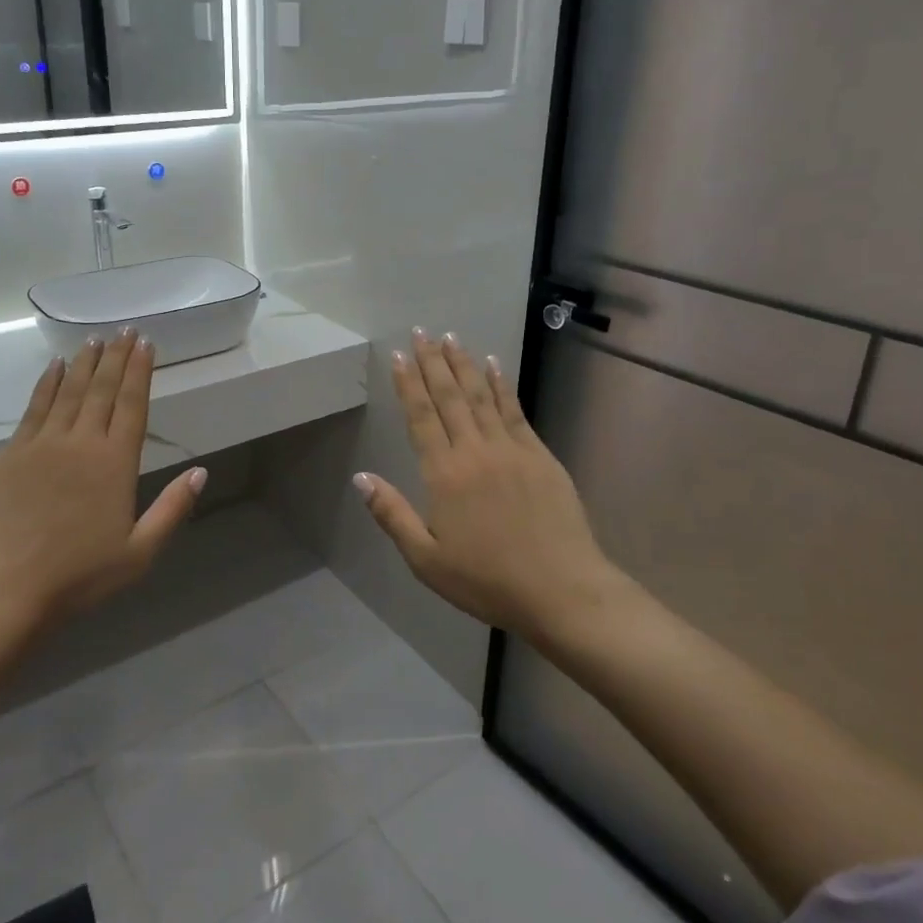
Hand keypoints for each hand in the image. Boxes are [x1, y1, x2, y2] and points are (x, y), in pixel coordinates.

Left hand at [0, 331, 205, 636]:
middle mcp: (80, 443)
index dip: (140, 372)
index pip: (132, 405)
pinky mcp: (9, 454)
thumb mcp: (140, 552)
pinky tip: (55, 367)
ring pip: (68, 392)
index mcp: (115, 463)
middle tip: (125, 329)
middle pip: (102, 390)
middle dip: (116, 357)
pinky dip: (47, 384)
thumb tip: (201, 471)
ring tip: (95, 339)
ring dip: (85, 363)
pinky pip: (34, 408)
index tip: (146, 343)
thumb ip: (172, 509)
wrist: (2, 589)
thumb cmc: (79, 576)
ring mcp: (41, 445)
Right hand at [356, 331, 621, 638]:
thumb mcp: (427, 559)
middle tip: (422, 332)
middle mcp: (475, 451)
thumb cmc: (487, 580)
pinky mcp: (540, 455)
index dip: (409, 384)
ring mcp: (511, 449)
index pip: (421, 417)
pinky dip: (501, 385)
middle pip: (450, 397)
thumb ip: (392, 515)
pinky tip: (494, 365)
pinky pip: (515, 410)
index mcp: (444, 474)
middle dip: (433, 362)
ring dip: (464, 364)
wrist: (561, 590)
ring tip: (451, 337)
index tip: (400, 355)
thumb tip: (360, 478)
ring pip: (481, 395)